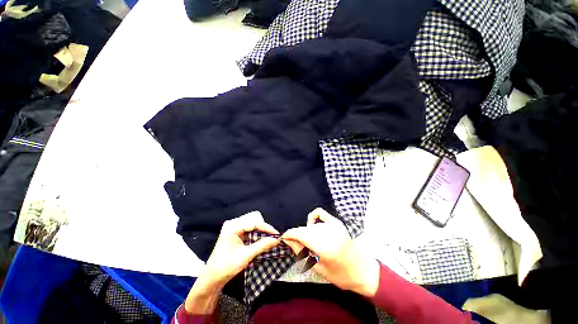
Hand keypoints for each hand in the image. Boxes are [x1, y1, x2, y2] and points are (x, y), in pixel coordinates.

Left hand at [184, 211, 279, 314]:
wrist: (212, 280)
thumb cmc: (227, 266)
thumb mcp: (246, 255)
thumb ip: (262, 245)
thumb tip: (277, 240)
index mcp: (234, 227)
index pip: (254, 223)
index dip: (267, 228)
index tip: (277, 234)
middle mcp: (234, 227)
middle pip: (254, 225)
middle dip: (265, 231)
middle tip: (274, 237)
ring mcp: (235, 233)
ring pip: (252, 230)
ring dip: (261, 235)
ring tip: (271, 240)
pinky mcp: (236, 239)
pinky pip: (249, 236)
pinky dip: (257, 239)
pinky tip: (263, 243)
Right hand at [282, 208, 379, 297]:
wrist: (364, 271)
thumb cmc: (341, 276)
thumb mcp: (318, 269)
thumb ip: (301, 252)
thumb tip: (288, 241)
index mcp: (324, 246)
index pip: (300, 233)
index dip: (289, 234)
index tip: (284, 238)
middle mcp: (328, 232)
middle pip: (304, 229)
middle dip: (297, 235)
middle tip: (297, 245)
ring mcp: (334, 225)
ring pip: (311, 224)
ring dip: (306, 231)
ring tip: (309, 242)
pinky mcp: (337, 222)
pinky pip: (320, 213)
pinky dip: (313, 218)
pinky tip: (314, 226)